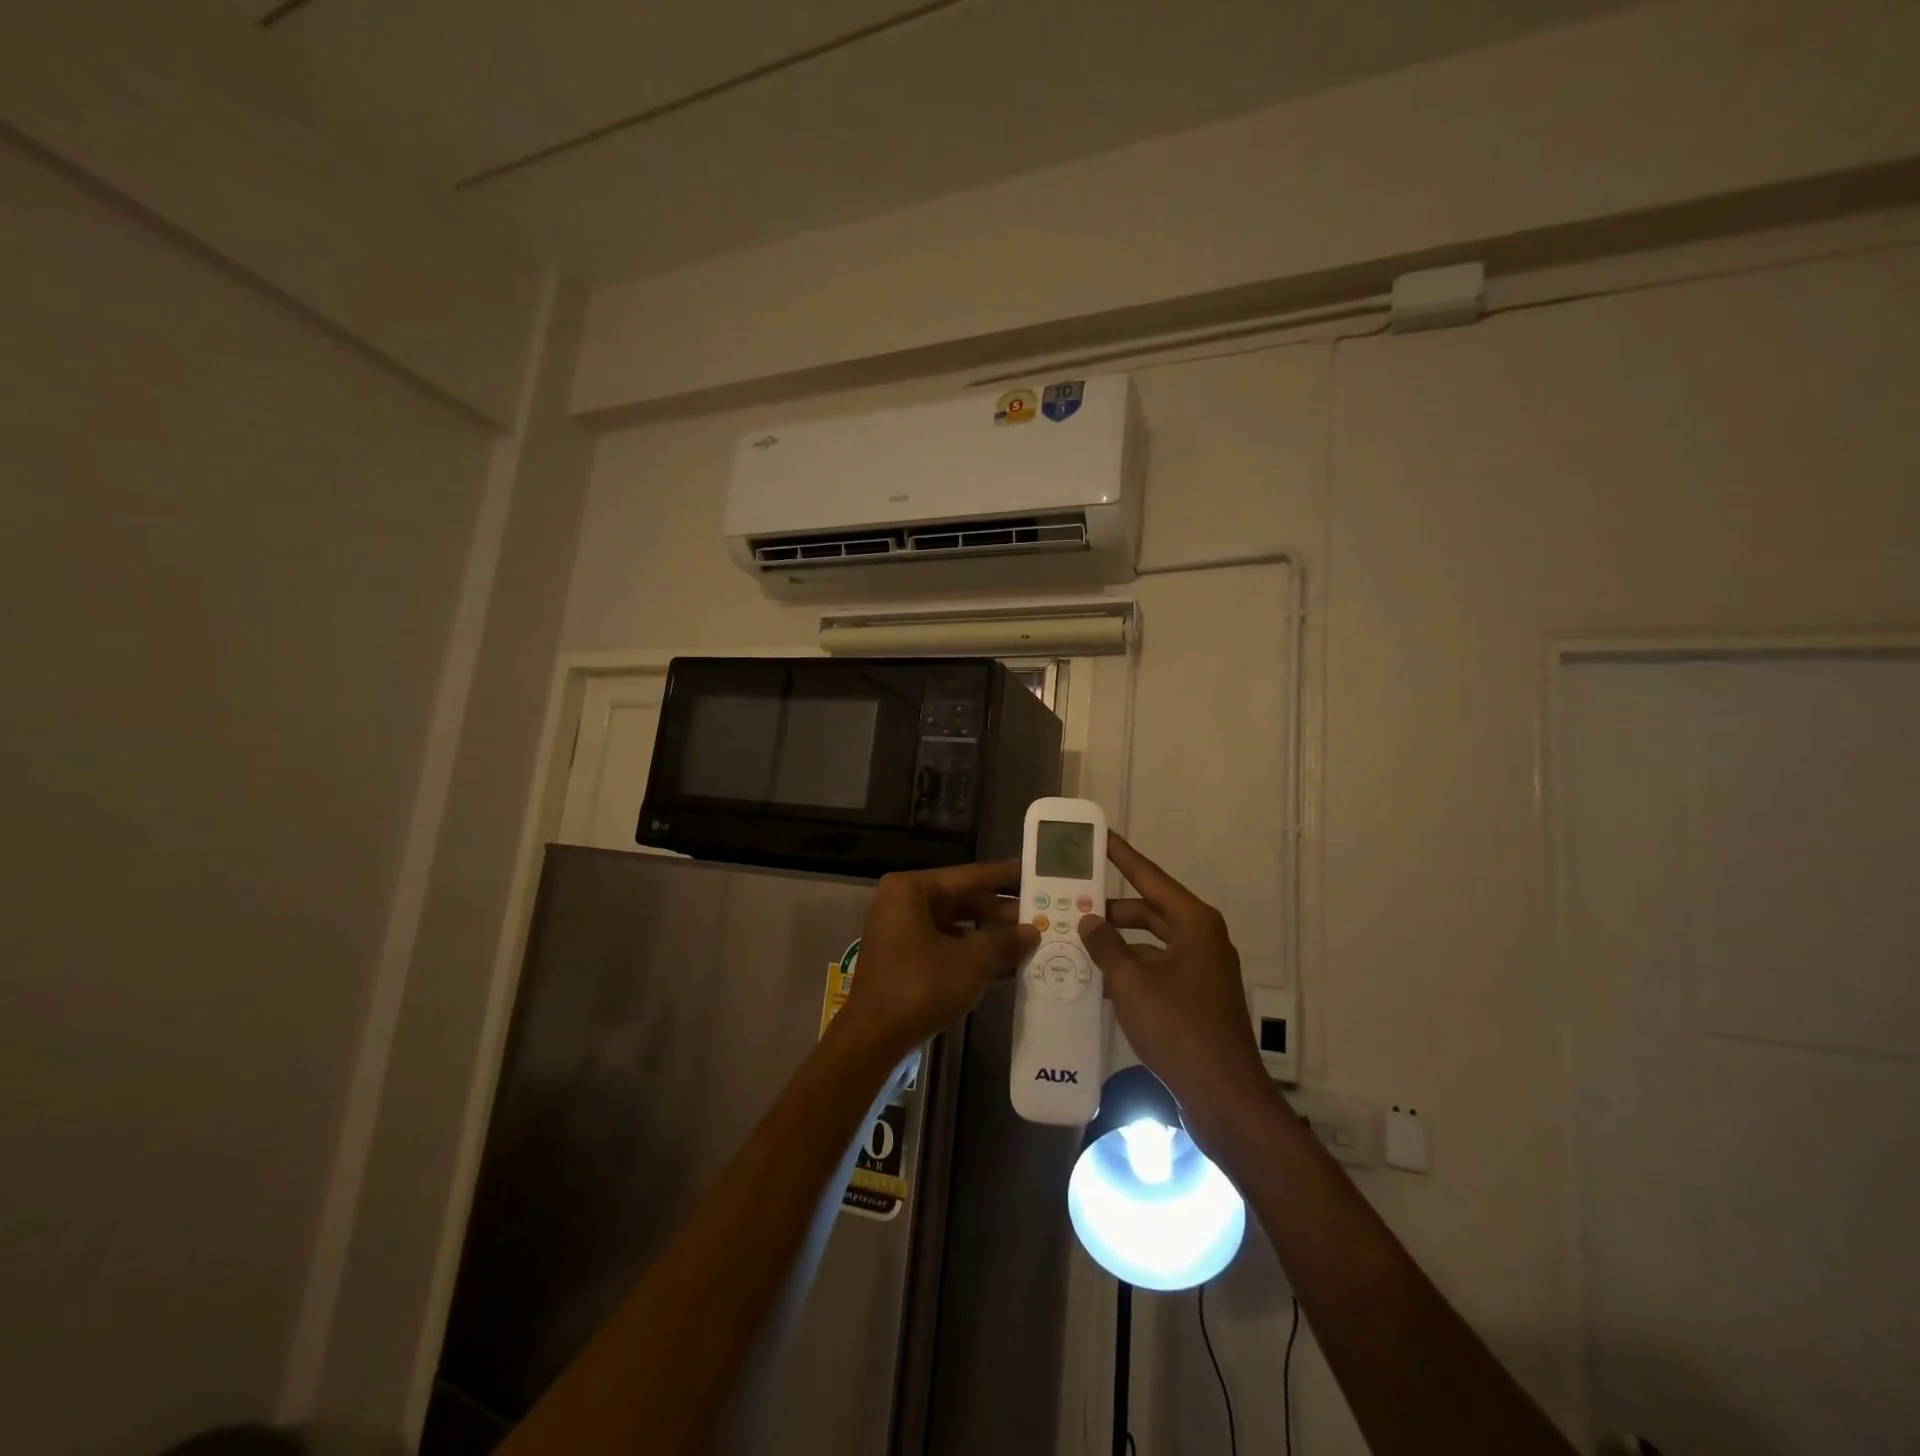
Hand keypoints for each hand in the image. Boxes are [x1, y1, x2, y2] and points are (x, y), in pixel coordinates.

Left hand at [835, 860, 1038, 1063]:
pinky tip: (1007, 966)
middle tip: (1040, 913)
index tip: (1032, 870)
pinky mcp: (904, 960)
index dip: (1003, 875)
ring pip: (955, 926)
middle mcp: (902, 904)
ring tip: (1030, 940)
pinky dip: (972, 955)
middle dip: (1000, 912)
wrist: (874, 1038)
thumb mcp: (971, 962)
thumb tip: (1033, 931)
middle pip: (961, 901)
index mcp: (911, 890)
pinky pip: (945, 947)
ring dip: (989, 936)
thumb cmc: (921, 986)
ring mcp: (901, 933)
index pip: (968, 876)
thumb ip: (1004, 942)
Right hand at [1077, 834, 1268, 1123]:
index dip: (1122, 855)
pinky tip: (1096, 979)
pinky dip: (1129, 970)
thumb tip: (1089, 921)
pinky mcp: (1195, 998)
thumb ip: (1106, 946)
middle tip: (1072, 902)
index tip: (1099, 836)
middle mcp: (1201, 939)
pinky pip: (1156, 969)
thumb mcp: (1132, 982)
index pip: (1150, 876)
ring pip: (1150, 942)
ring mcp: (1200, 970)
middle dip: (1112, 908)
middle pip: (1149, 910)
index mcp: (1194, 923)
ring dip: (1117, 943)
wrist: (1223, 1096)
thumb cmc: (1179, 1028)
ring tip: (1075, 940)